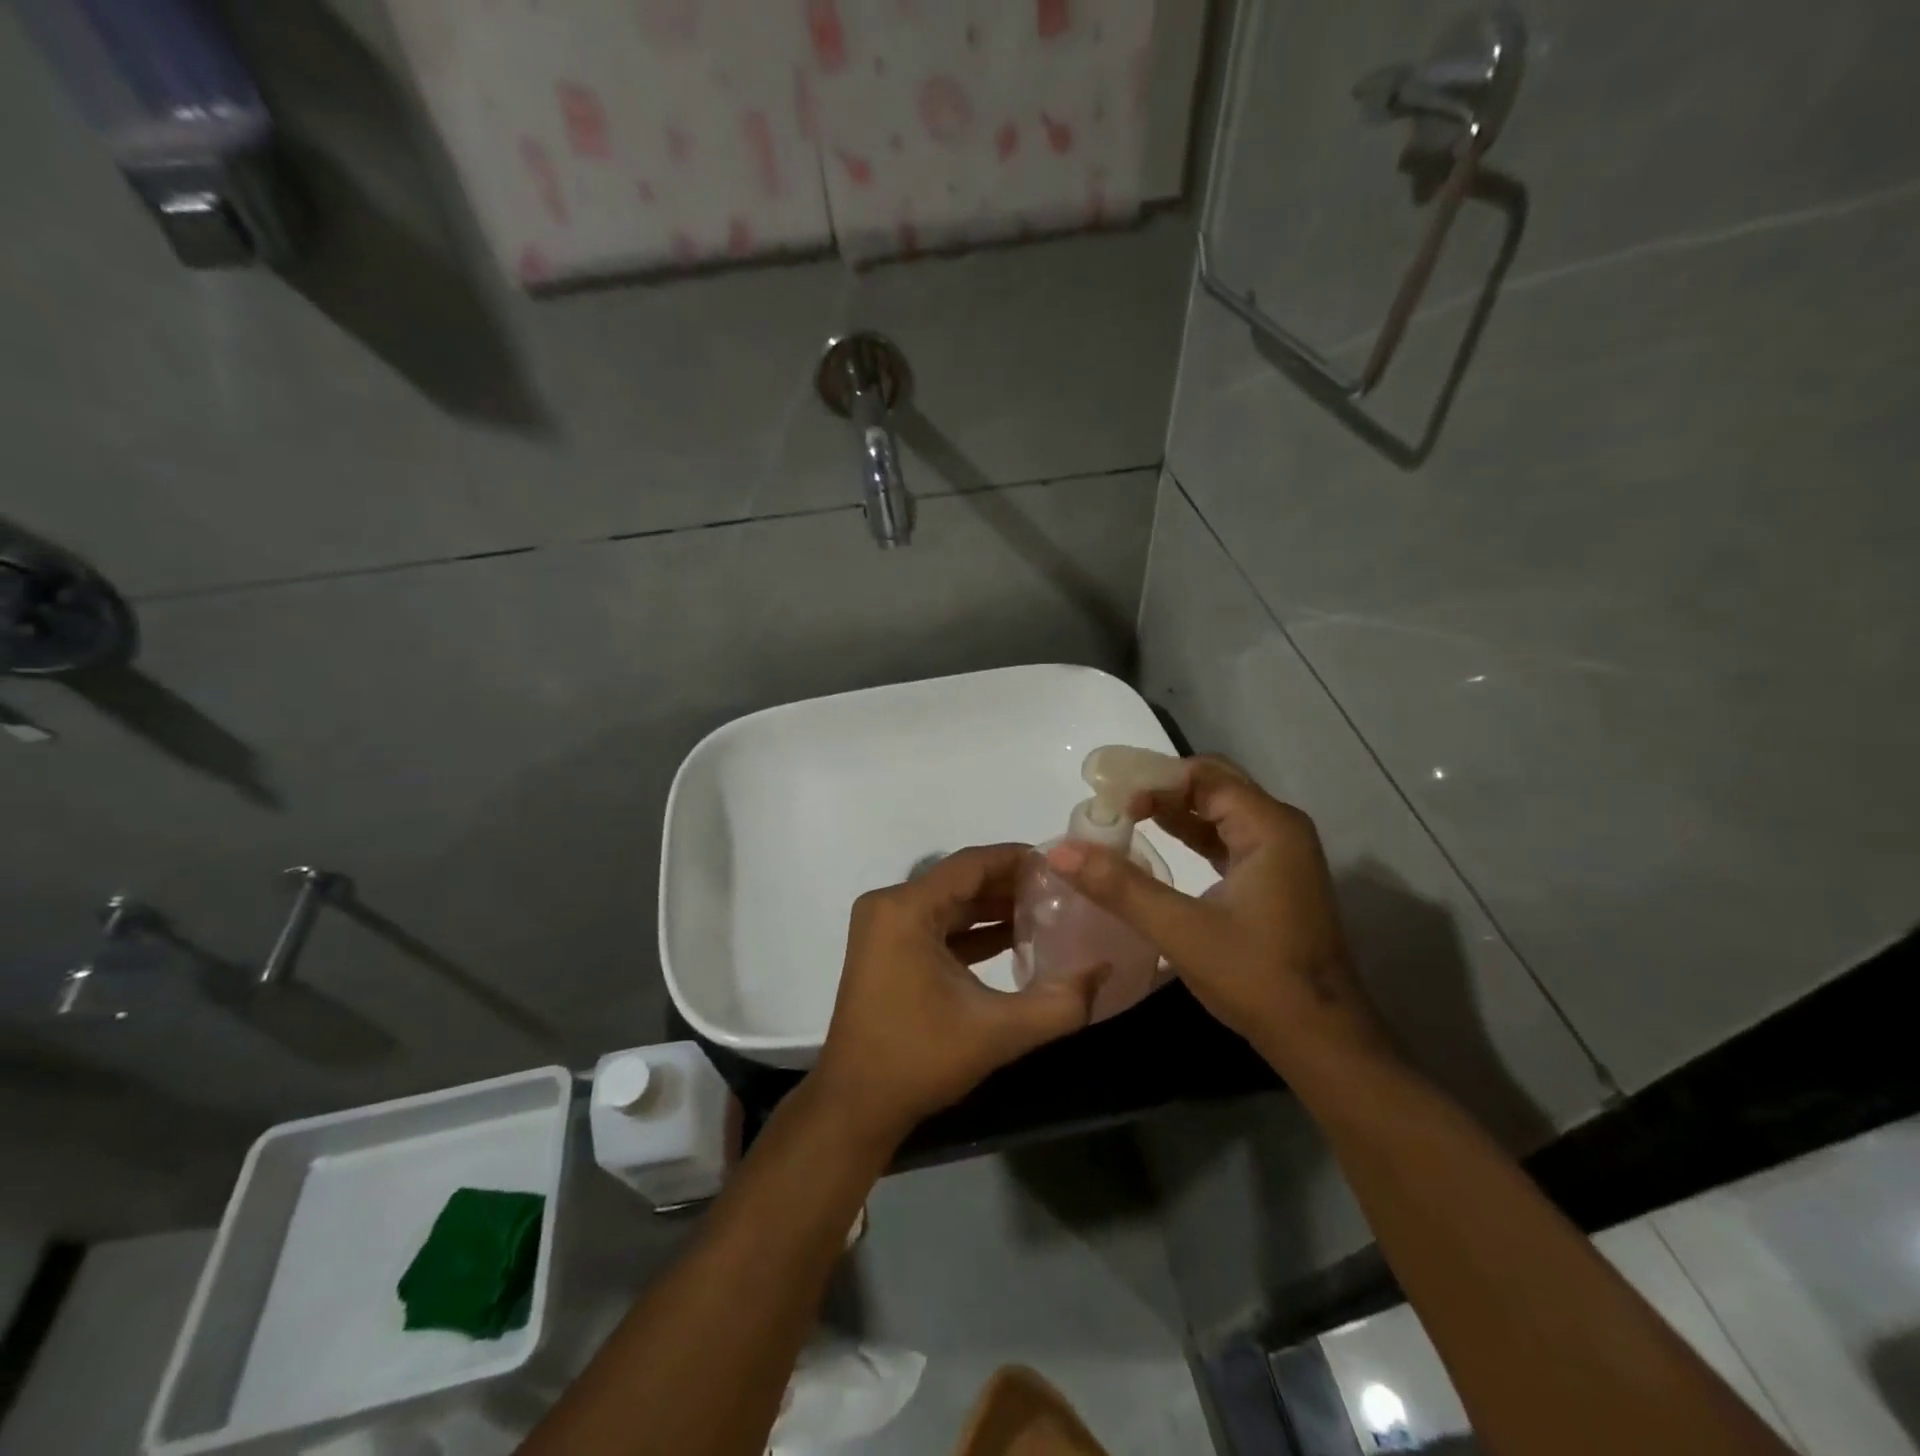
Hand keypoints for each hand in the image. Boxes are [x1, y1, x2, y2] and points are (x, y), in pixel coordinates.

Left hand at [812, 844, 1104, 1145]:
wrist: (855, 1106)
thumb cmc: (919, 1059)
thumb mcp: (998, 1031)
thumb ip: (1059, 1003)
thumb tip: (1104, 969)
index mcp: (906, 909)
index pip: (970, 864)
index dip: (1017, 859)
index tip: (1061, 864)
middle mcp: (890, 906)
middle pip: (960, 880)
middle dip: (1010, 885)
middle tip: (1061, 890)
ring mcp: (884, 928)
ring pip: (949, 903)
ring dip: (993, 908)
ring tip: (1046, 911)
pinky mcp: (887, 950)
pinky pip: (936, 925)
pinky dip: (972, 930)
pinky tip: (1013, 939)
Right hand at [1044, 757, 1391, 1070]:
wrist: (1322, 1040)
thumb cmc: (1257, 978)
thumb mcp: (1181, 930)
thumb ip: (1119, 886)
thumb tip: (1060, 851)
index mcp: (1269, 827)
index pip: (1203, 776)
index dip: (1153, 780)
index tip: (1109, 800)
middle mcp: (1280, 829)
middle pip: (1213, 786)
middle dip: (1161, 789)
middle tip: (1111, 803)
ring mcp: (1280, 856)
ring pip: (1219, 813)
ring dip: (1173, 812)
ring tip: (1123, 819)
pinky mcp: (1274, 881)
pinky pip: (1226, 839)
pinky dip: (1190, 836)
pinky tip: (1157, 846)